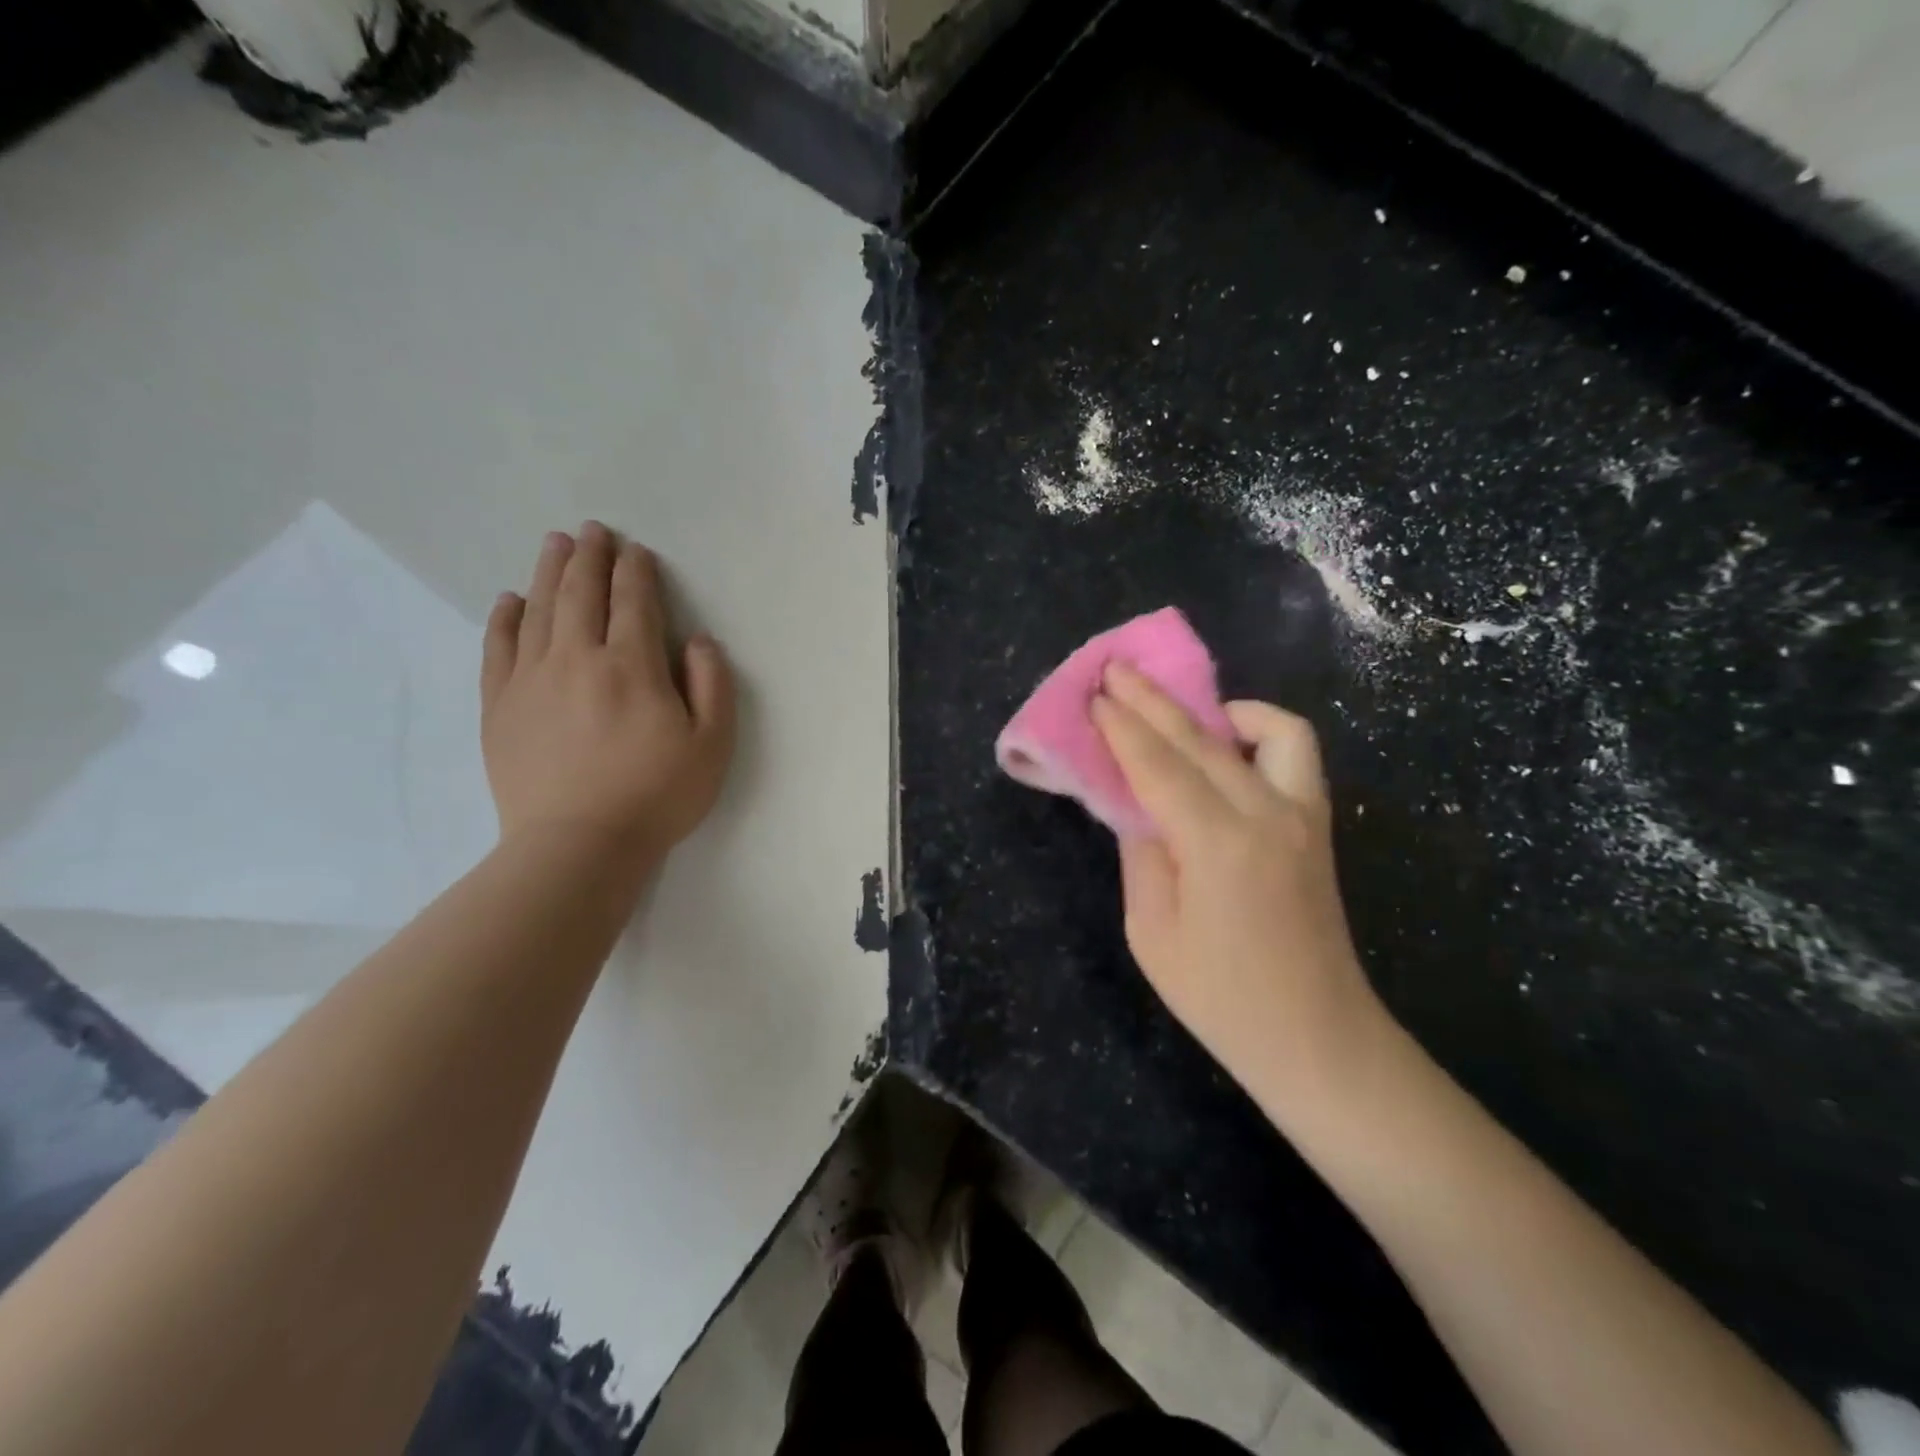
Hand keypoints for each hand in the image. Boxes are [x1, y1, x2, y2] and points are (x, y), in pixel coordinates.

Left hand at [481, 523, 735, 879]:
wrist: (578, 846)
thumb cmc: (656, 795)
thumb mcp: (712, 745)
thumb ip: (712, 685)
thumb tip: (697, 641)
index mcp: (632, 665)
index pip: (633, 601)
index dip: (636, 571)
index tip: (636, 551)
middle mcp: (577, 658)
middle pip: (581, 593)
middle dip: (590, 556)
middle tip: (593, 530)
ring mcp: (531, 680)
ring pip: (539, 610)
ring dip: (549, 571)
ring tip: (556, 544)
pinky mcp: (501, 706)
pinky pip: (499, 648)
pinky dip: (505, 618)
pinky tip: (510, 600)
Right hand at [1091, 664, 1389, 1120]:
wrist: (1317, 1038)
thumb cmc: (1222, 999)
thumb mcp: (1152, 934)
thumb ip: (1142, 854)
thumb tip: (1134, 804)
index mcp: (1218, 844)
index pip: (1158, 765)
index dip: (1121, 727)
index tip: (1093, 694)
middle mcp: (1267, 813)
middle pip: (1203, 737)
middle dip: (1153, 699)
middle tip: (1116, 670)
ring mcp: (1303, 814)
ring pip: (1268, 728)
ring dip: (1217, 707)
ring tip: (1180, 710)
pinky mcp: (1319, 823)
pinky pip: (1295, 753)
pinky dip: (1261, 731)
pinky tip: (1229, 746)